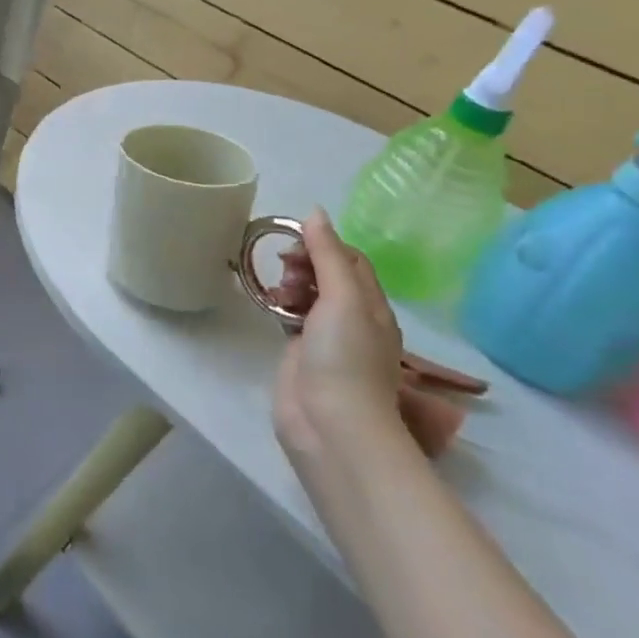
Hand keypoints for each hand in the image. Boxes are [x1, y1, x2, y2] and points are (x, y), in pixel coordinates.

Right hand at [272, 208, 409, 464]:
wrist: (330, 424)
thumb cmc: (345, 357)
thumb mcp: (344, 298)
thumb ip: (328, 255)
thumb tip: (315, 213)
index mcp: (372, 305)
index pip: (351, 260)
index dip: (323, 244)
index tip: (292, 243)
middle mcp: (352, 318)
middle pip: (327, 274)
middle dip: (303, 263)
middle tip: (282, 269)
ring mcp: (325, 337)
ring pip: (307, 294)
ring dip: (289, 282)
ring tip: (274, 290)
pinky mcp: (300, 352)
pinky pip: (290, 316)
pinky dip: (279, 303)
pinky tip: (266, 302)